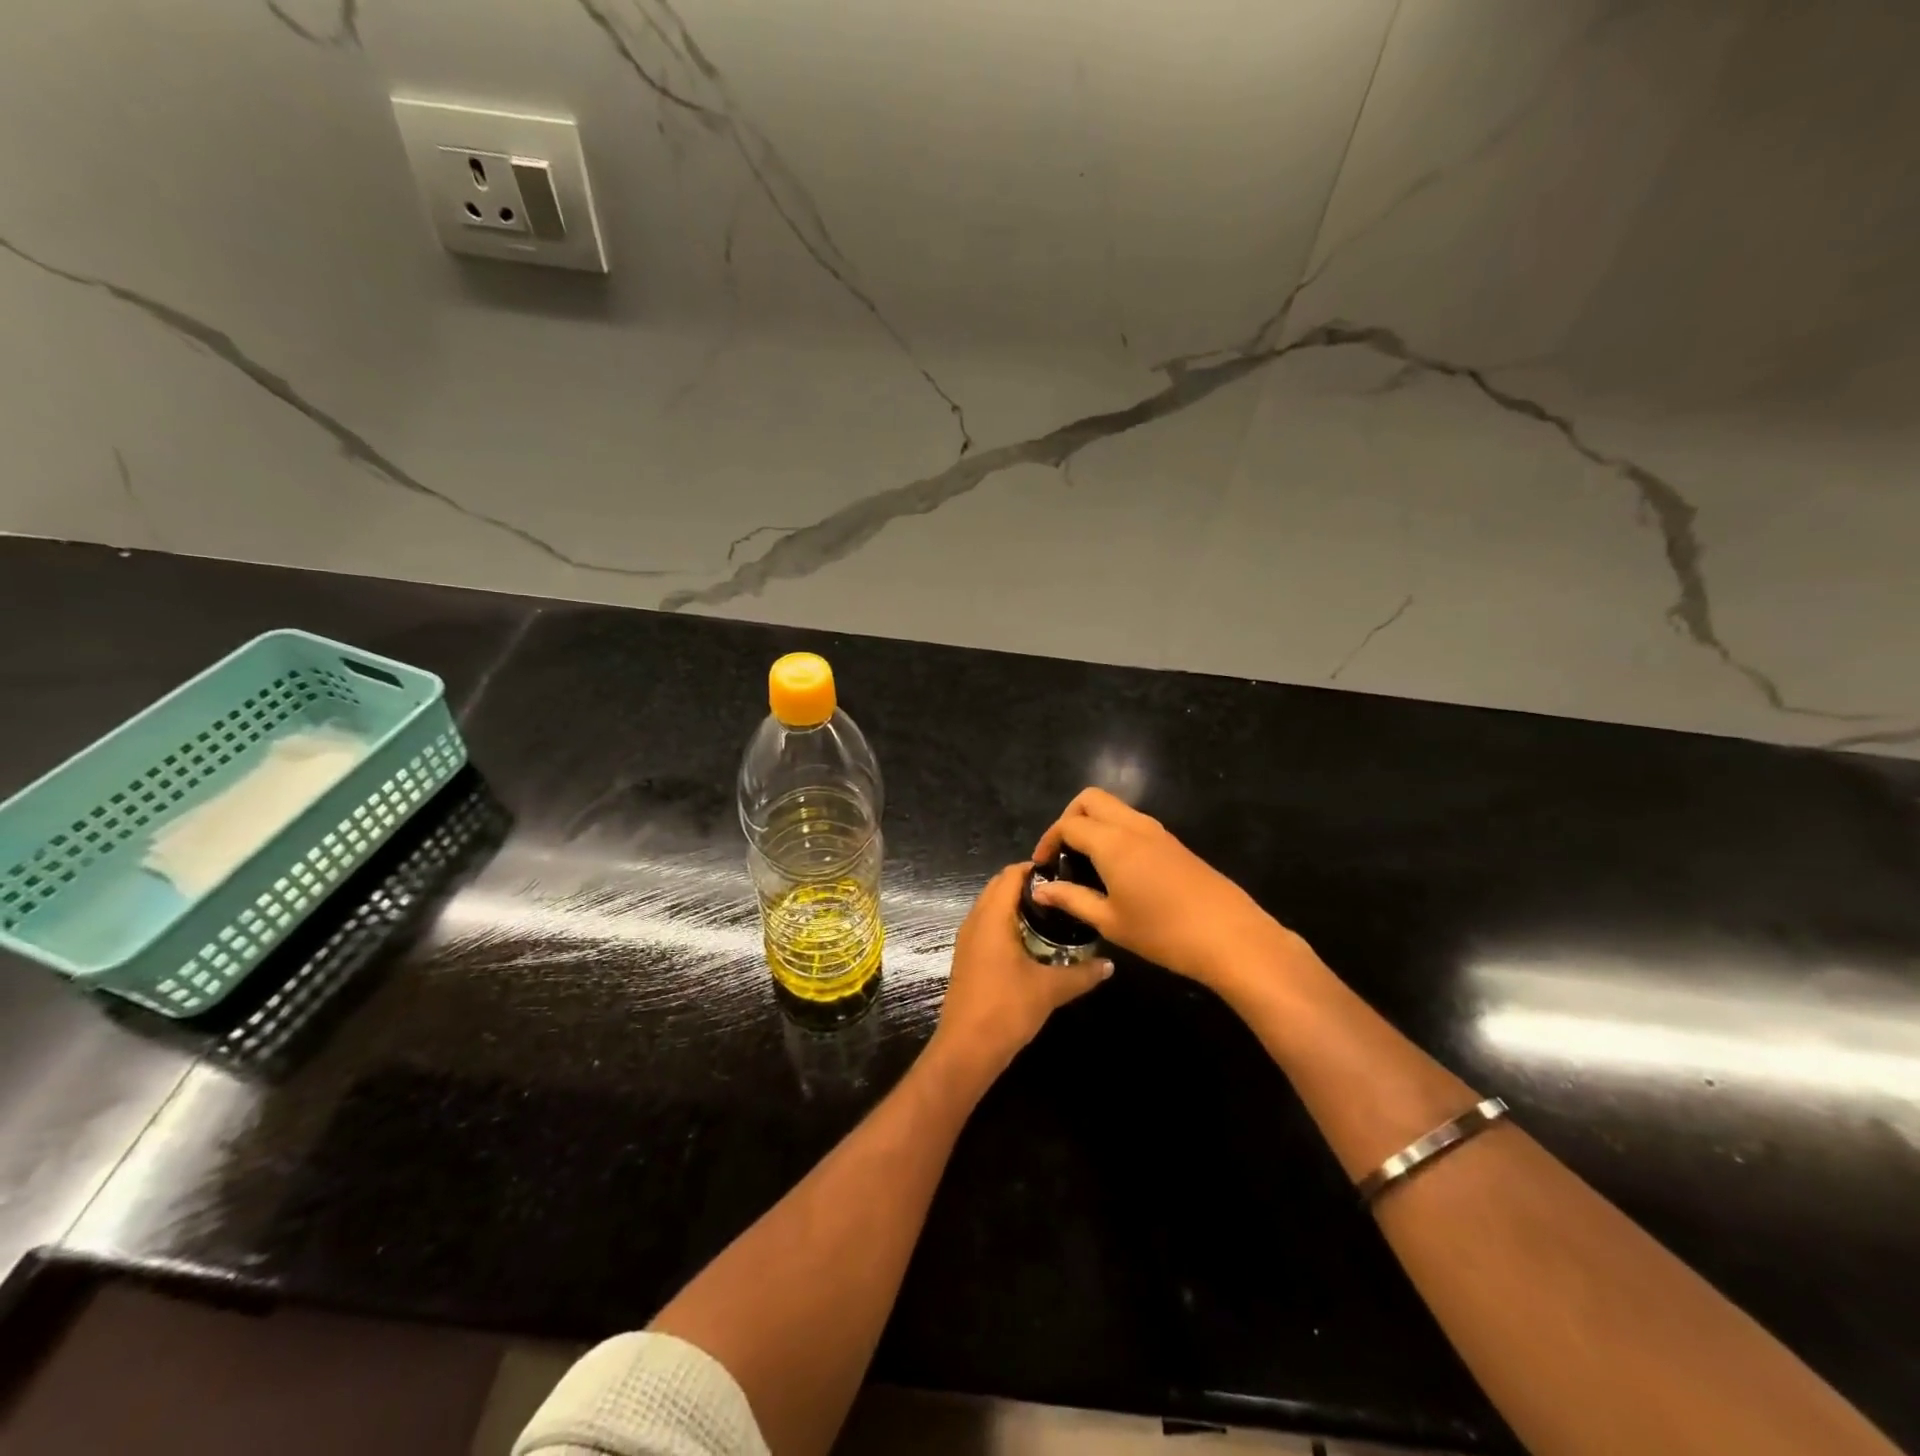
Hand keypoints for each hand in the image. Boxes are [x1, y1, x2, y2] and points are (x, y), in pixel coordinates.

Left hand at [931, 863, 1111, 1078]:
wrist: (966, 1048)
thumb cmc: (1006, 1009)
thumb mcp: (1050, 990)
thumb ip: (1082, 974)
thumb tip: (1110, 965)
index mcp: (992, 917)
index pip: (1011, 875)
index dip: (1036, 869)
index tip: (1065, 873)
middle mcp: (975, 921)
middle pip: (999, 886)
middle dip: (1028, 884)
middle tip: (1062, 893)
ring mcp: (968, 940)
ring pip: (991, 906)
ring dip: (1016, 904)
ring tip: (1052, 914)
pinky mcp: (968, 957)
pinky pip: (987, 925)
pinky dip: (1007, 922)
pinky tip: (1032, 940)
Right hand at [1031, 788, 1295, 992]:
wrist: (1232, 938)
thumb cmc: (1163, 933)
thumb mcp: (1110, 921)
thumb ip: (1072, 900)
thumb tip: (1041, 889)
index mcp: (1112, 842)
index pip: (1068, 824)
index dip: (1047, 840)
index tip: (1041, 866)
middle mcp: (1133, 826)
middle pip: (1091, 799)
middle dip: (1069, 817)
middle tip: (1062, 853)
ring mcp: (1158, 832)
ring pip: (1115, 808)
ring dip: (1094, 824)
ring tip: (1085, 863)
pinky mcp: (1175, 844)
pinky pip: (1134, 823)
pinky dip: (1114, 833)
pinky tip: (1116, 870)